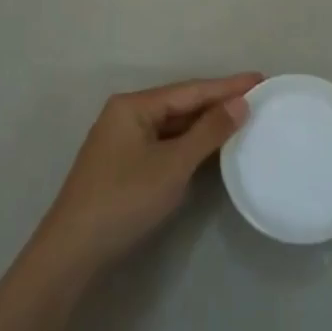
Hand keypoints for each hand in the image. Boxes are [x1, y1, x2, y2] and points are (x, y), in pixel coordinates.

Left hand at [36, 74, 261, 274]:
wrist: (71, 252)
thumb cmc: (124, 200)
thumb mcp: (172, 165)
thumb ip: (208, 132)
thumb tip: (240, 103)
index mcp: (133, 105)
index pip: (190, 90)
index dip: (227, 86)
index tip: (260, 78)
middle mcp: (126, 114)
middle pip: (180, 103)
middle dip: (217, 102)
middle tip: (256, 97)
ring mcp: (122, 140)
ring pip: (172, 125)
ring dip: (204, 123)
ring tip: (241, 117)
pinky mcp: (123, 164)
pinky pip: (164, 143)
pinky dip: (188, 142)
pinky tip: (209, 146)